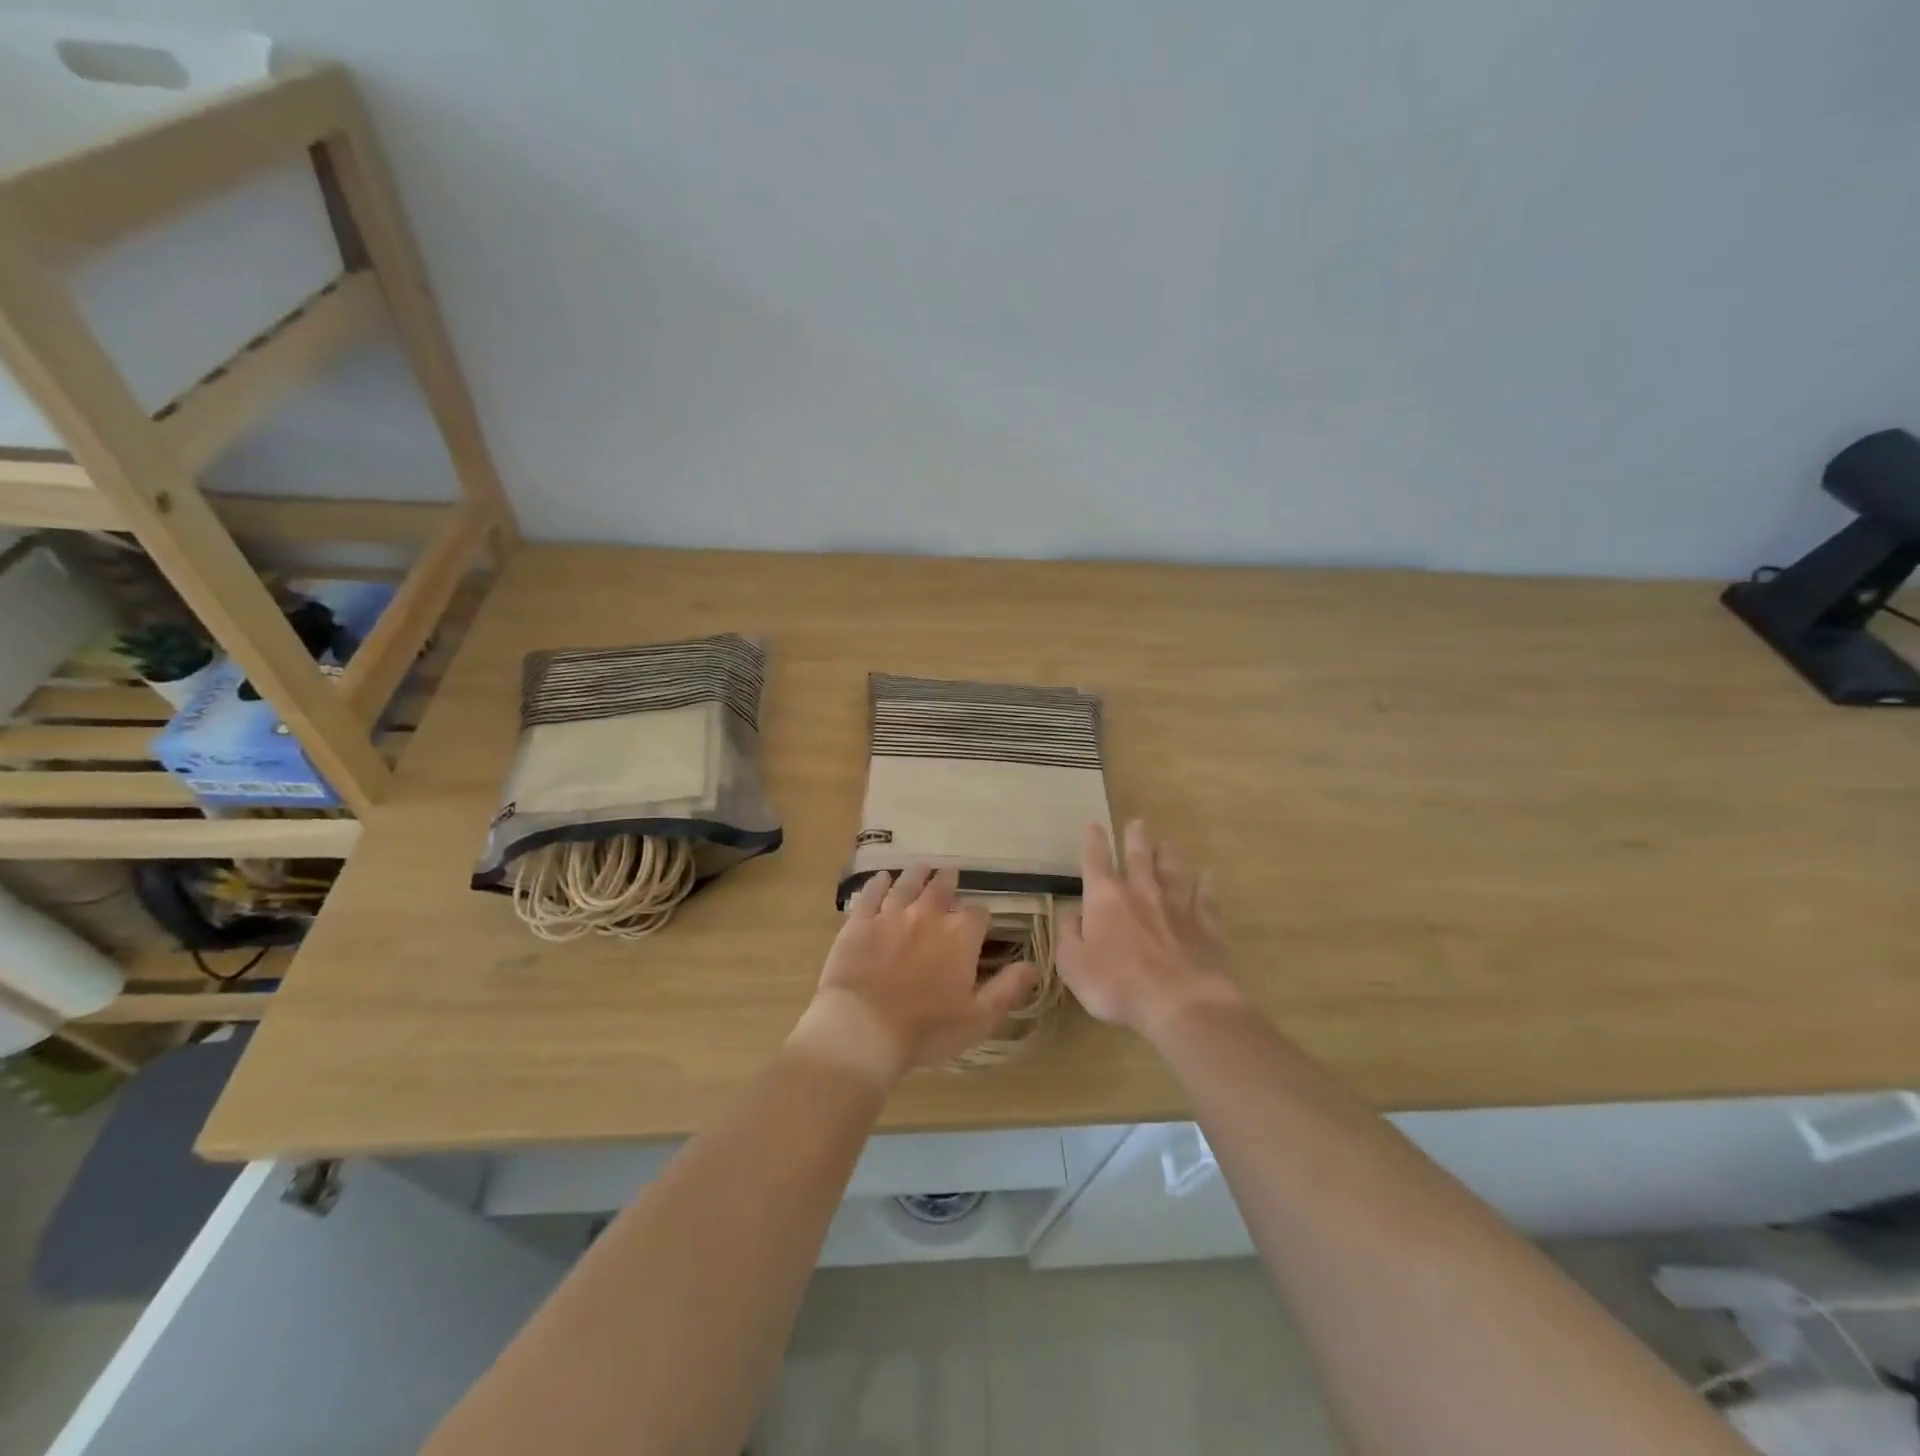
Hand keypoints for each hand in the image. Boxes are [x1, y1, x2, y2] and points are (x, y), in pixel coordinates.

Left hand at [787, 865, 1040, 1087]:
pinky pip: (870, 894)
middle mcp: (928, 914)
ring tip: (922, 867)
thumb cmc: (926, 1030)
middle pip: (941, 888)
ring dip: (917, 874)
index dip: (981, 918)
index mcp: (960, 935)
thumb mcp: (979, 1018)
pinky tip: (881, 878)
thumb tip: (1035, 966)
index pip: (979, 914)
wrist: (863, 1029)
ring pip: (907, 884)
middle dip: (948, 881)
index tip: (980, 924)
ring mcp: (890, 914)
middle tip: (950, 873)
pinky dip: (878, 883)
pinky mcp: (859, 922)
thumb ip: (1008, 988)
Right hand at [1058, 820, 1241, 1038]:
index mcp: (1106, 898)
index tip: (1094, 825)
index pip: (1096, 861)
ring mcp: (1178, 907)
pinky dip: (1205, 885)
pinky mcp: (1206, 926)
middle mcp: (1142, 892)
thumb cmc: (1116, 984)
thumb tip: (1073, 913)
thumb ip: (1069, 934)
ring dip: (1169, 855)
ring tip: (1168, 842)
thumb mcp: (1073, 964)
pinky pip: (1206, 898)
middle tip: (1137, 823)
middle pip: (1139, 857)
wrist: (1179, 1003)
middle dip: (1135, 838)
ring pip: (1174, 871)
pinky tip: (1207, 876)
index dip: (1094, 842)